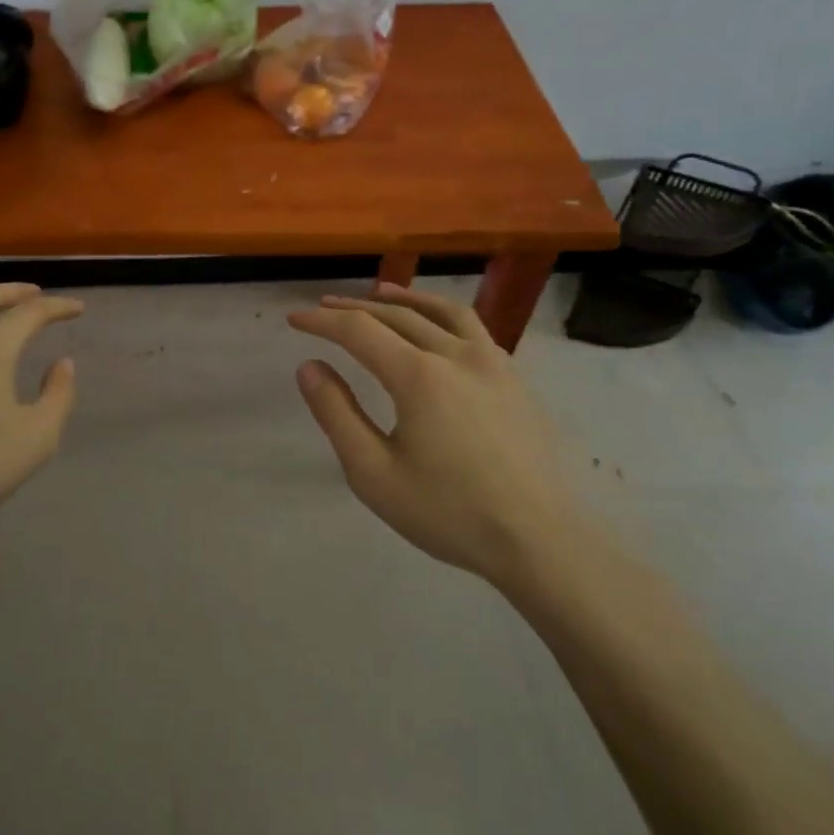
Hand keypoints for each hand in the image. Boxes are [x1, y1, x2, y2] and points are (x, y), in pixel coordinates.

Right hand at [288, 282, 577, 583]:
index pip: (360, 331)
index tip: (294, 320)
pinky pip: (473, 328)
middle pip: (397, 316)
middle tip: (323, 307)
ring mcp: (493, 363)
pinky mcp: (514, 379)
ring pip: (442, 312)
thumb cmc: (448, 512)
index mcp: (419, 376)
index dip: (322, 322)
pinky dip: (442, 315)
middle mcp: (456, 355)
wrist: (539, 541)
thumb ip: (337, 413)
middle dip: (355, 308)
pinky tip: (436, 327)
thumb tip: (310, 366)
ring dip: (404, 300)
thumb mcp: (373, 472)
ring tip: (380, 293)